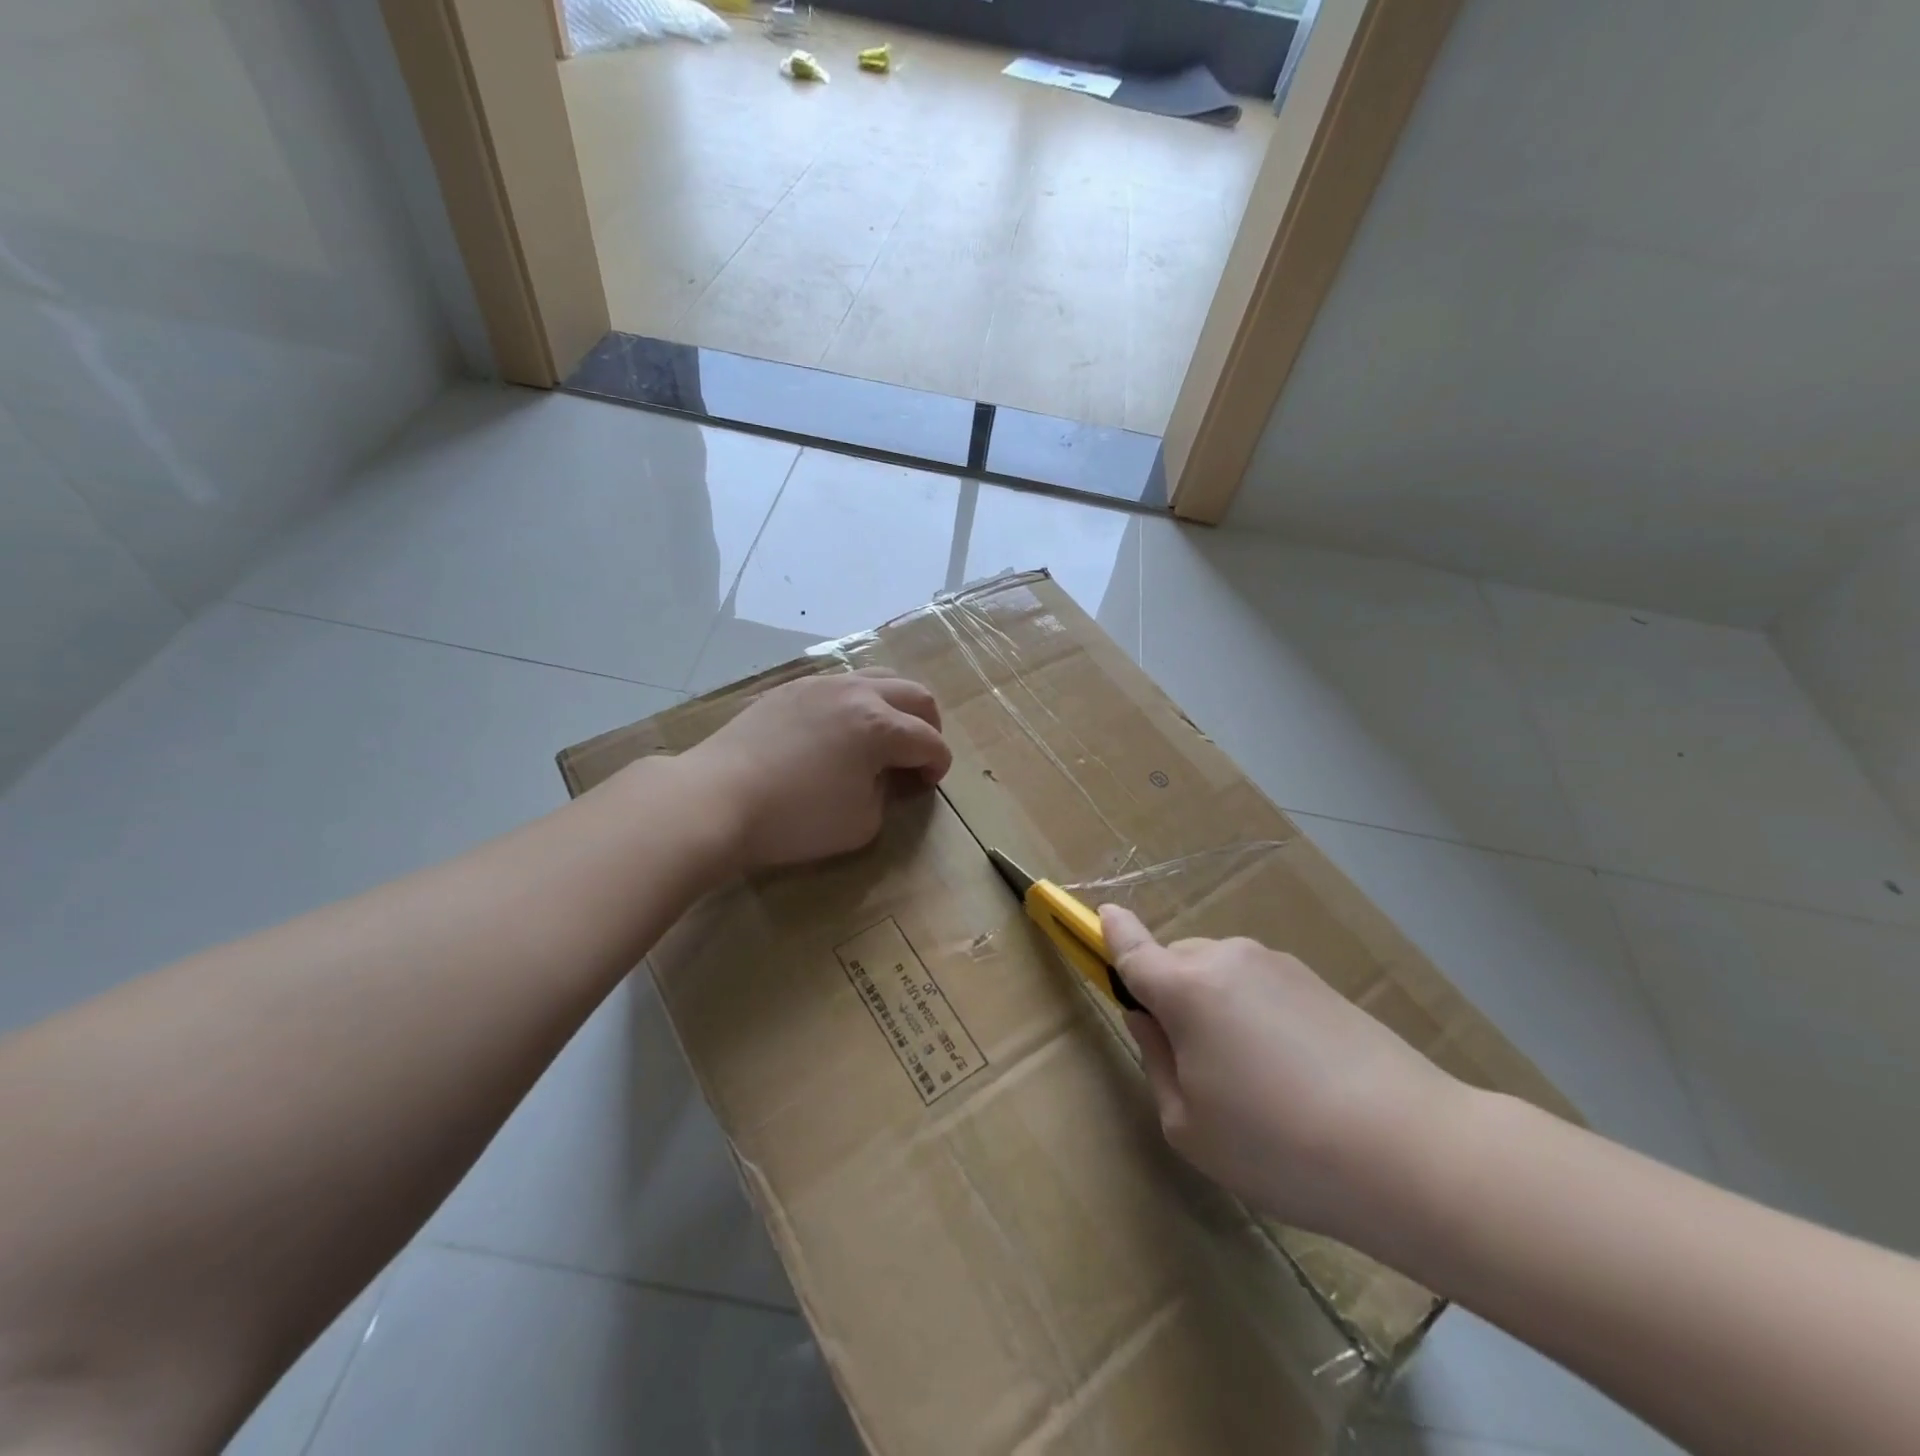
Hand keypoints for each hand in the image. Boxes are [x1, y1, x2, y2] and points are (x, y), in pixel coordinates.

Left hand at [678, 669, 951, 871]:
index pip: (929, 741)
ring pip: (878, 677)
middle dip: (928, 724)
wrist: (717, 798)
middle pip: (915, 694)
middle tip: (919, 754)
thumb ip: (886, 795)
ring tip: (886, 734)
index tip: (928, 784)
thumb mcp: (861, 822)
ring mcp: (821, 685)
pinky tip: (842, 728)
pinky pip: (840, 684)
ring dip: (895, 705)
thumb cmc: (796, 818)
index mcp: (881, 726)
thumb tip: (883, 777)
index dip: (938, 764)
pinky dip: (858, 702)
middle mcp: (858, 693)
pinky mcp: (791, 688)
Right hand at [1100, 905, 1467, 1249]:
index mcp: (1186, 988)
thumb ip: (1157, 1061)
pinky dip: (1255, 1012)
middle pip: (1178, 961)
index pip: (1132, 947)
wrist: (1410, 1150)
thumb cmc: (1278, 1145)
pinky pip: (1261, 985)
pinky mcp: (1317, 982)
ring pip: (1221, 973)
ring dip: (1215, 1004)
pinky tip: (1291, 1071)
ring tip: (1251, 1077)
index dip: (1111, 932)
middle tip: (1192, 1060)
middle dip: (1170, 993)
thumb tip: (1149, 1019)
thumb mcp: (1190, 1125)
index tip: (1101, 915)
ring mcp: (1278, 965)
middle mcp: (1227, 959)